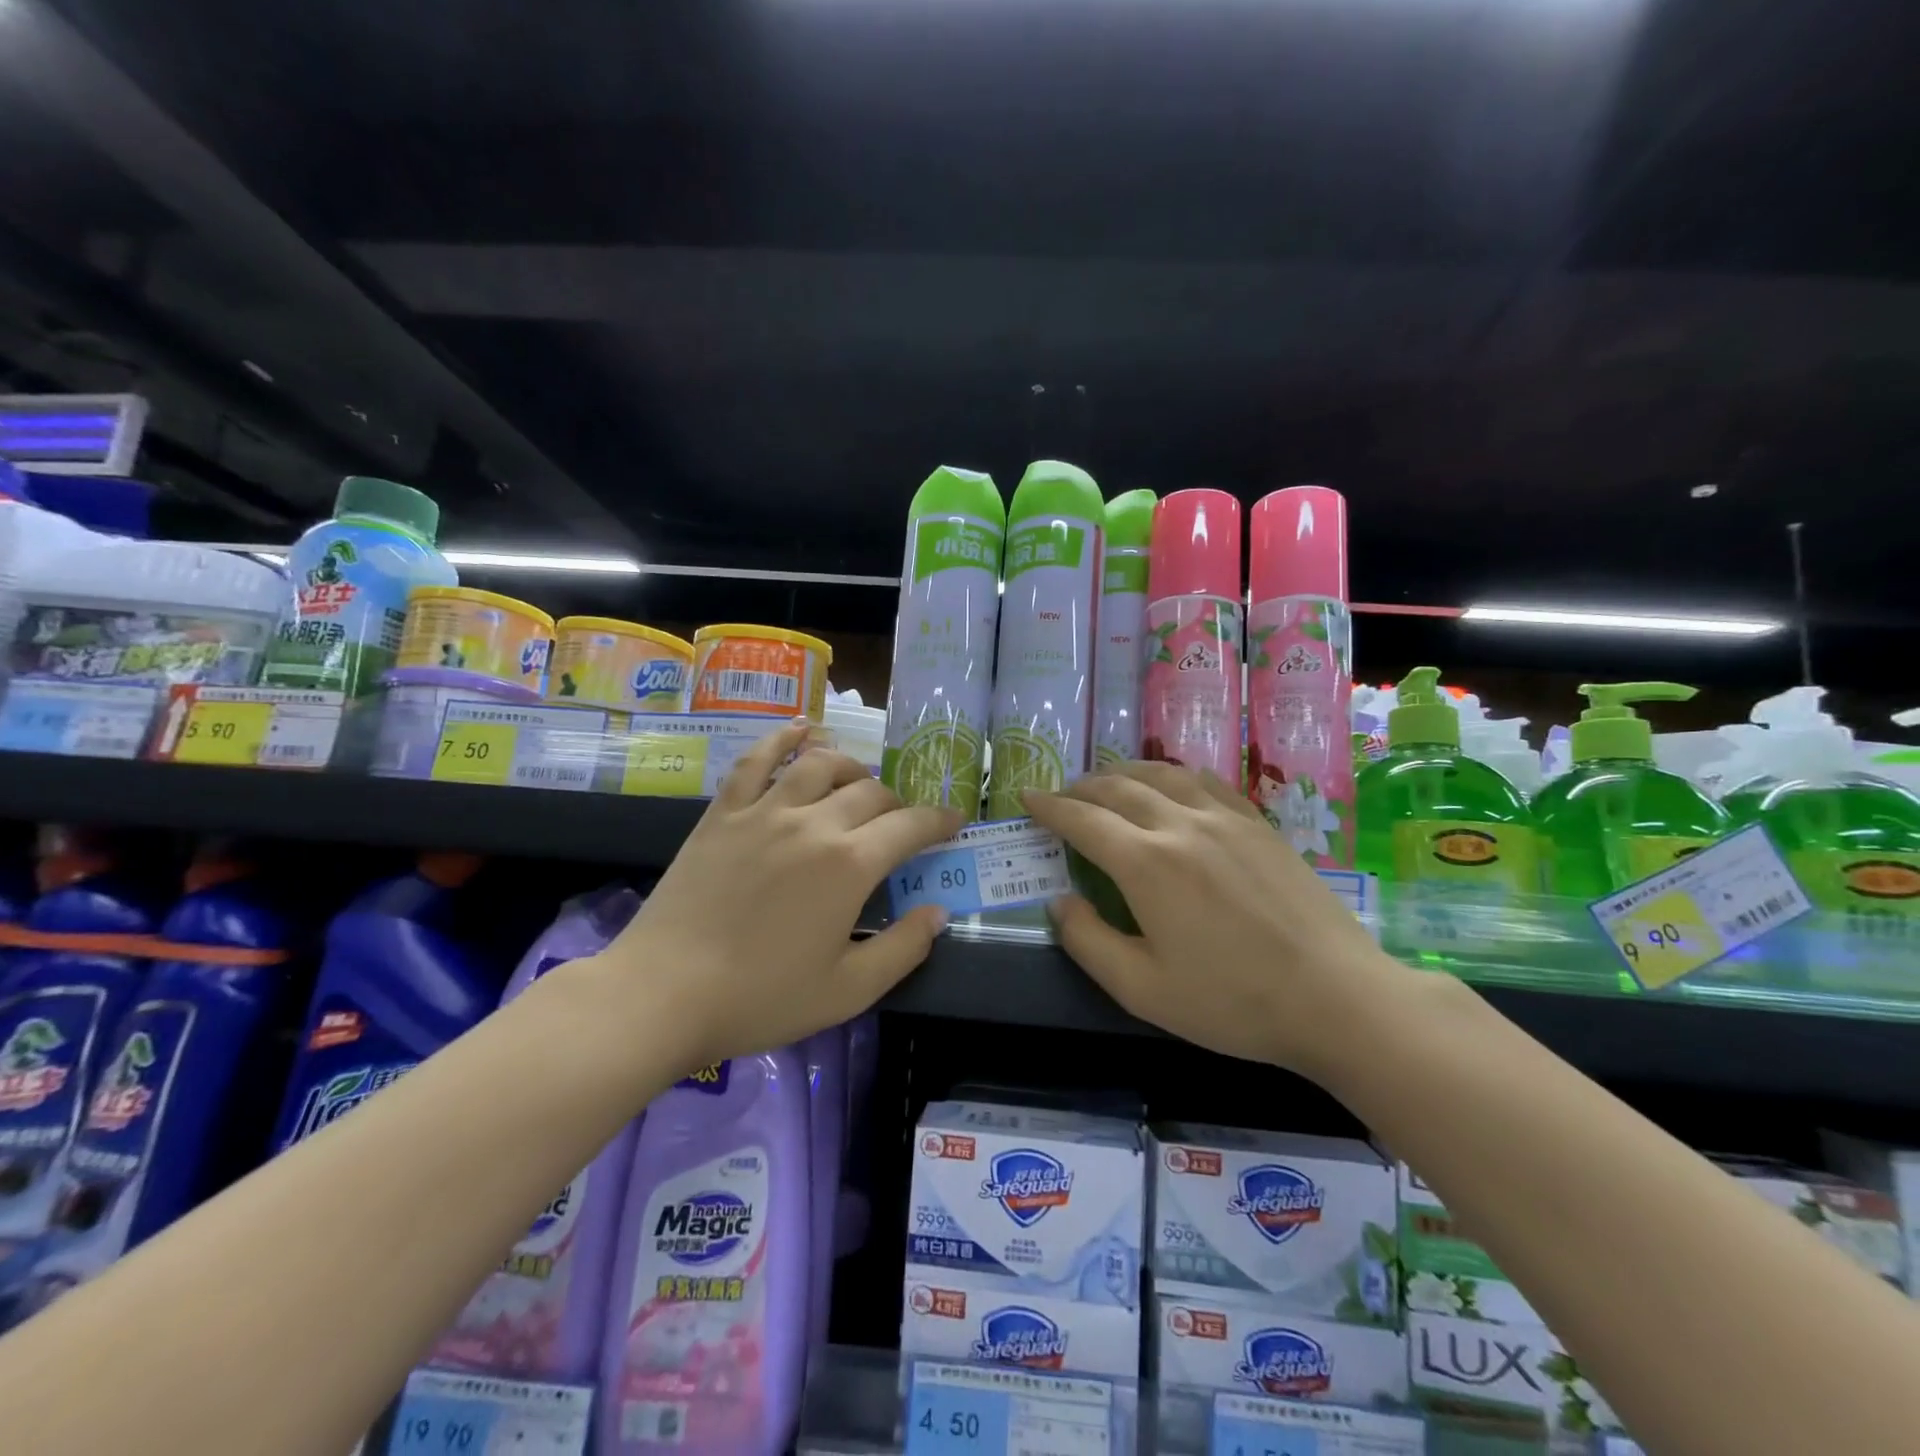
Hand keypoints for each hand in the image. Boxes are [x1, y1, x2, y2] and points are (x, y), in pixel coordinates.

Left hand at [601, 721, 960, 1067]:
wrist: (663, 993)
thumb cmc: (761, 997)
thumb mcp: (848, 991)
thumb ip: (902, 948)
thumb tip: (938, 912)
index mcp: (849, 864)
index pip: (910, 826)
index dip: (938, 821)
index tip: (952, 822)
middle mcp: (813, 823)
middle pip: (870, 792)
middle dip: (897, 803)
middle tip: (899, 823)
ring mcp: (764, 811)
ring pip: (821, 765)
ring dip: (851, 767)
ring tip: (859, 781)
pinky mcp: (724, 812)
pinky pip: (757, 759)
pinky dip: (784, 738)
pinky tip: (802, 729)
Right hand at [1023, 761, 1407, 1078]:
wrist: (1337, 998)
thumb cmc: (1233, 1002)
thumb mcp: (1142, 989)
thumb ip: (1088, 941)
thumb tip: (1059, 901)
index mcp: (1146, 863)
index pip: (1083, 819)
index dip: (1049, 807)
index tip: (1027, 798)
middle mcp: (1181, 825)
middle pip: (1118, 787)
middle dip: (1081, 787)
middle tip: (1062, 797)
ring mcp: (1225, 818)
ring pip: (1161, 774)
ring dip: (1124, 773)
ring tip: (1107, 783)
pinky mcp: (1259, 823)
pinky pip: (1205, 781)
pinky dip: (1172, 775)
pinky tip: (1171, 786)